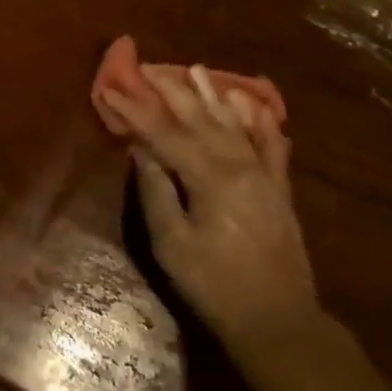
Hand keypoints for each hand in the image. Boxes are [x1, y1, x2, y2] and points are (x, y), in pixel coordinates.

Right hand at [101, 64, 321, 360]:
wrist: (279, 323)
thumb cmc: (216, 285)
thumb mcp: (172, 245)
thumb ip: (156, 192)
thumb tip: (141, 150)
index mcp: (209, 178)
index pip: (163, 133)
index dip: (135, 111)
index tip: (112, 89)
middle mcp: (238, 165)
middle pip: (199, 119)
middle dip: (171, 91)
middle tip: (149, 67)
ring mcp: (263, 174)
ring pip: (234, 123)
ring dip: (213, 94)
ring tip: (196, 69)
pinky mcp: (279, 189)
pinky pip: (272, 145)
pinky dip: (262, 121)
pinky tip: (254, 103)